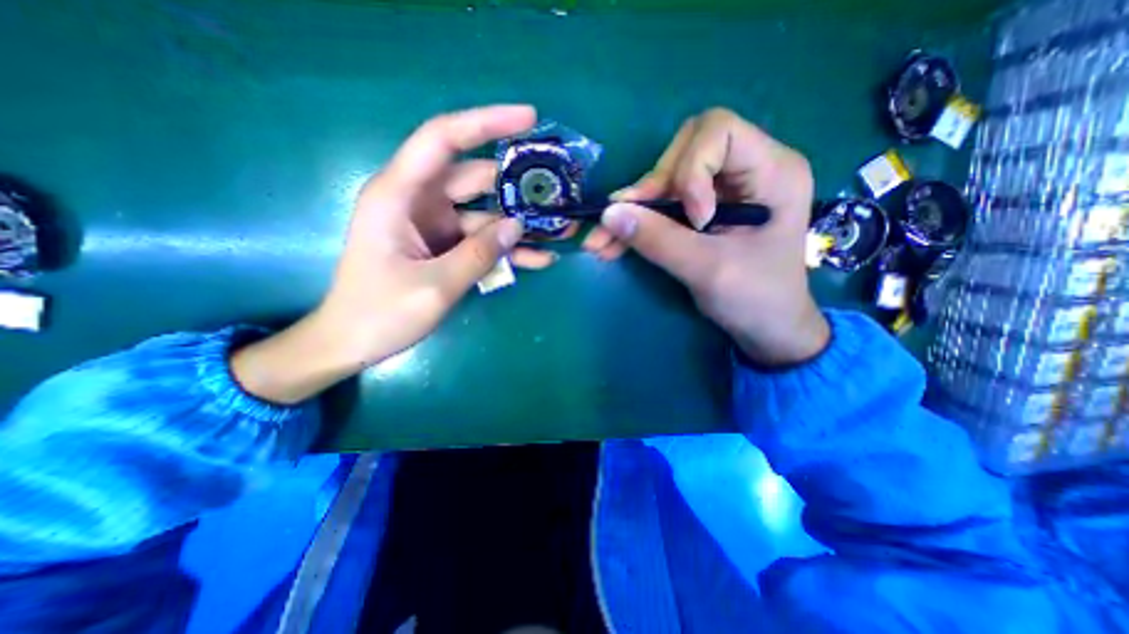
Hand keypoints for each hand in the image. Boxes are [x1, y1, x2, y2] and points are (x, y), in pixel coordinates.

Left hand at [232, 101, 558, 400]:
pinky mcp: (445, 247)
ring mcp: (435, 226)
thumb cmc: (380, 313)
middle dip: (516, 185)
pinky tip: (539, 260)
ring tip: (559, 232)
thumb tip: (517, 226)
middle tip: (557, 192)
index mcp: (399, 195)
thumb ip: (479, 254)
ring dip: (519, 224)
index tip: (529, 119)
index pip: (443, 139)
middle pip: (475, 178)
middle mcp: (418, 201)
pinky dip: (507, 250)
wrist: (354, 342)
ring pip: (485, 214)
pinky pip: (482, 241)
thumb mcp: (435, 285)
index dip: (486, 122)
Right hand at [586, 107, 826, 366]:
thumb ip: (658, 240)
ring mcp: (721, 190)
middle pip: (683, 151)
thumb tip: (608, 213)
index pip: (718, 130)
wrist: (766, 328)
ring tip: (601, 241)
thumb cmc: (755, 299)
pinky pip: (662, 205)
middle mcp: (746, 169)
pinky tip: (612, 243)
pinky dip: (636, 223)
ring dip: (632, 210)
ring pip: (665, 180)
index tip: (693, 219)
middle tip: (626, 224)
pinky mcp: (703, 209)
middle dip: (651, 189)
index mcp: (772, 171)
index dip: (691, 168)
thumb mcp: (709, 270)